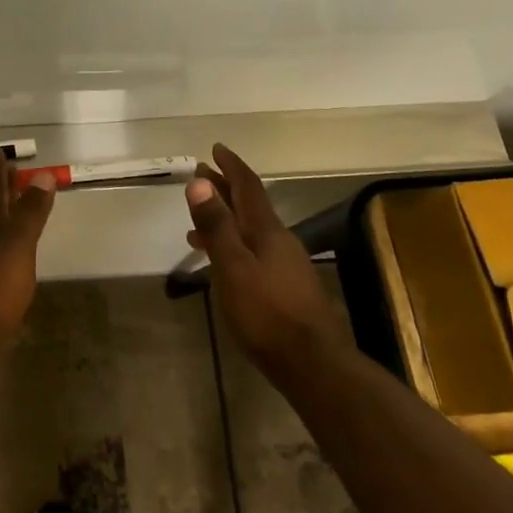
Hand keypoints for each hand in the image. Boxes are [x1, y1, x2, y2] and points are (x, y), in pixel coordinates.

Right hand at [184, 142, 340, 373]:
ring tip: (199, 219)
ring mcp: (285, 264)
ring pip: (250, 229)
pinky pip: (253, 251)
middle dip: (226, 188)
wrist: (313, 363)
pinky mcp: (285, 287)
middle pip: (249, 205)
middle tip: (203, 173)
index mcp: (266, 230)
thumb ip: (216, 226)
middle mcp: (279, 240)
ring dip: (226, 217)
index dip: (231, 166)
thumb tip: (199, 182)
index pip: (248, 186)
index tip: (216, 149)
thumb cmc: (267, 313)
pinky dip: (233, 243)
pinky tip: (222, 261)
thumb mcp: (232, 267)